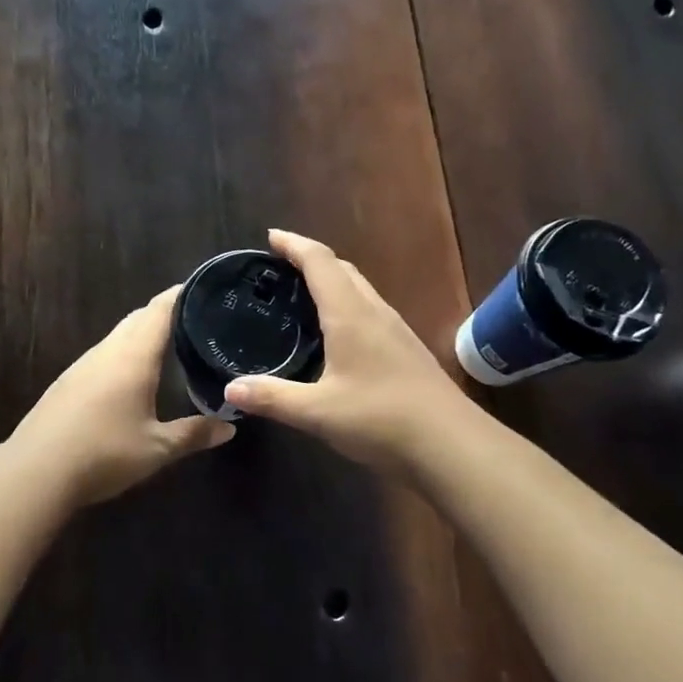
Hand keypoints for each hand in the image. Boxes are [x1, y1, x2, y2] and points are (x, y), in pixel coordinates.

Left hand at [8, 285, 235, 505]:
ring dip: (142, 332)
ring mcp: (83, 365)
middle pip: (138, 318)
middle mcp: (107, 351)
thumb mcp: (156, 449)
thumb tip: (230, 428)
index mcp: (133, 355)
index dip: (182, 294)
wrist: (35, 471)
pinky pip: (104, 354)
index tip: (204, 288)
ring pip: (118, 335)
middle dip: (165, 312)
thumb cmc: (103, 452)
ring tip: (168, 342)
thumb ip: (194, 434)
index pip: (160, 310)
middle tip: (195, 317)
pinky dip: (124, 352)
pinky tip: (131, 374)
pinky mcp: (67, 382)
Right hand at [223, 230, 477, 469]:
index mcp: (350, 314)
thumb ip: (273, 397)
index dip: (294, 244)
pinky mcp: (406, 350)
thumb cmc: (381, 419)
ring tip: (303, 294)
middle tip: (280, 267)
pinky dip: (346, 304)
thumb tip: (230, 388)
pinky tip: (337, 333)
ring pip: (360, 289)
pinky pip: (370, 310)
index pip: (320, 262)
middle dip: (311, 259)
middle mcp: (375, 312)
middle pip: (342, 269)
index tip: (271, 237)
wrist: (451, 444)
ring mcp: (395, 330)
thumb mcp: (317, 412)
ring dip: (332, 280)